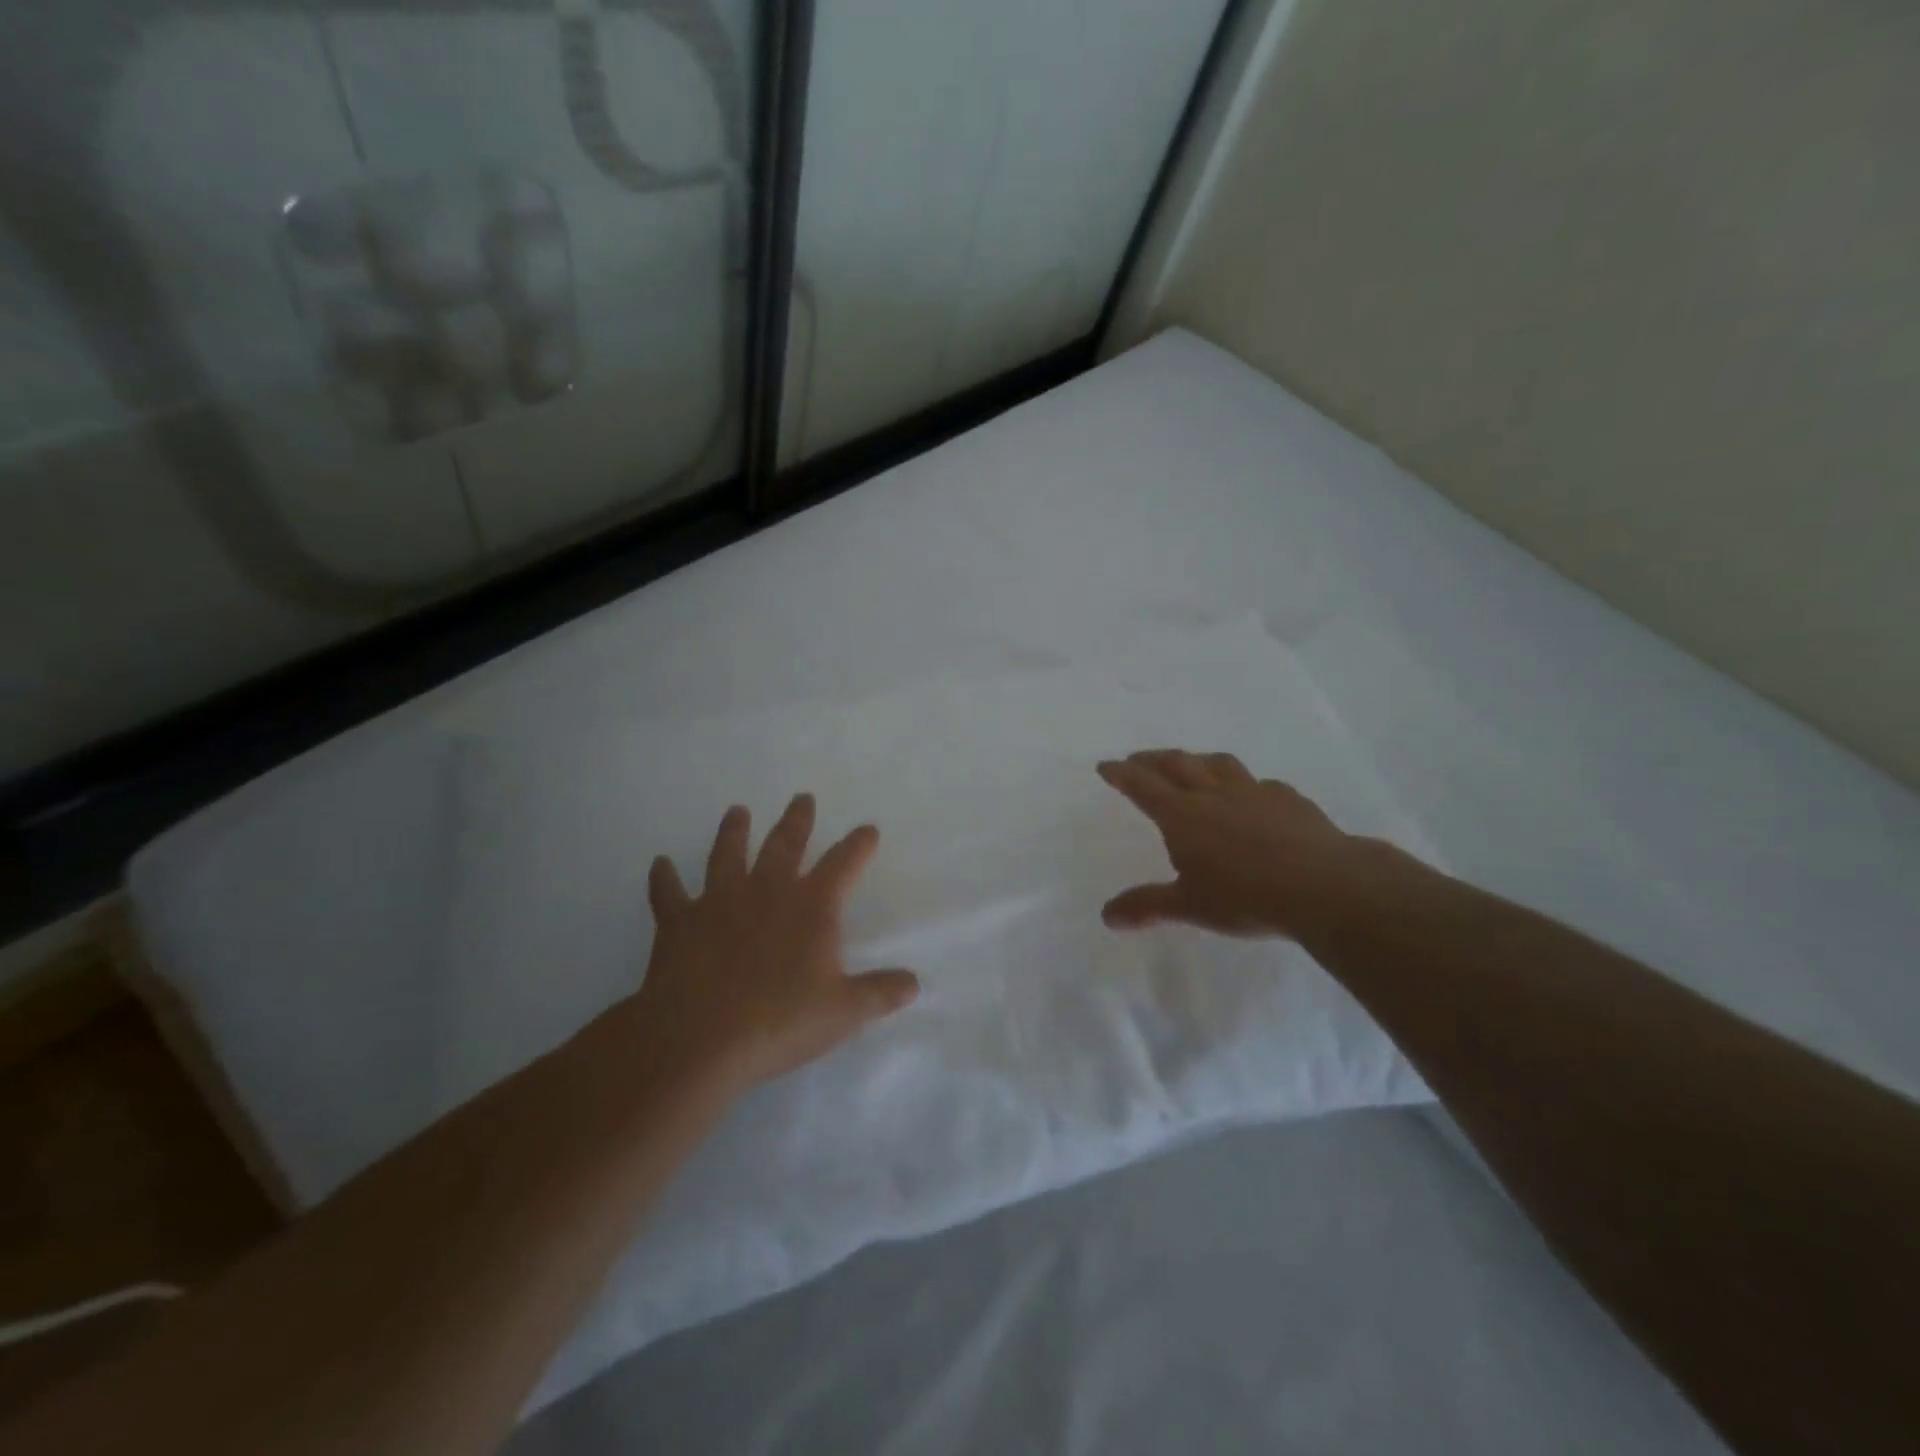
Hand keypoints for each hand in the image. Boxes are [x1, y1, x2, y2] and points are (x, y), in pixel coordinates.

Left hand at [631, 795, 918, 1094]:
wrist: (698, 1038)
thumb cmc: (779, 1021)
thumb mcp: (843, 1012)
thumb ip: (880, 993)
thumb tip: (914, 984)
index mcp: (811, 906)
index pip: (843, 864)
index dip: (858, 845)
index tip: (867, 829)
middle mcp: (766, 891)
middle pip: (785, 844)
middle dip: (797, 821)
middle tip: (802, 798)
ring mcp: (719, 902)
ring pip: (727, 854)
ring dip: (733, 831)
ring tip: (737, 811)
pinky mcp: (679, 922)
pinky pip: (668, 893)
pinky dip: (663, 879)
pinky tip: (659, 864)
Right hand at [1097, 749, 1375, 938]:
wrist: (1324, 886)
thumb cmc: (1246, 897)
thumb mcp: (1190, 906)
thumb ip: (1147, 906)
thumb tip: (1106, 916)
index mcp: (1183, 815)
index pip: (1143, 786)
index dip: (1122, 774)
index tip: (1106, 765)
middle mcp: (1214, 794)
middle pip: (1177, 764)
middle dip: (1152, 759)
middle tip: (1138, 759)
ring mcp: (1255, 792)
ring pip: (1218, 764)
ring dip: (1197, 760)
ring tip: (1190, 763)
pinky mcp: (1289, 800)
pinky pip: (1261, 784)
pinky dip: (1246, 784)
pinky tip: (1254, 794)